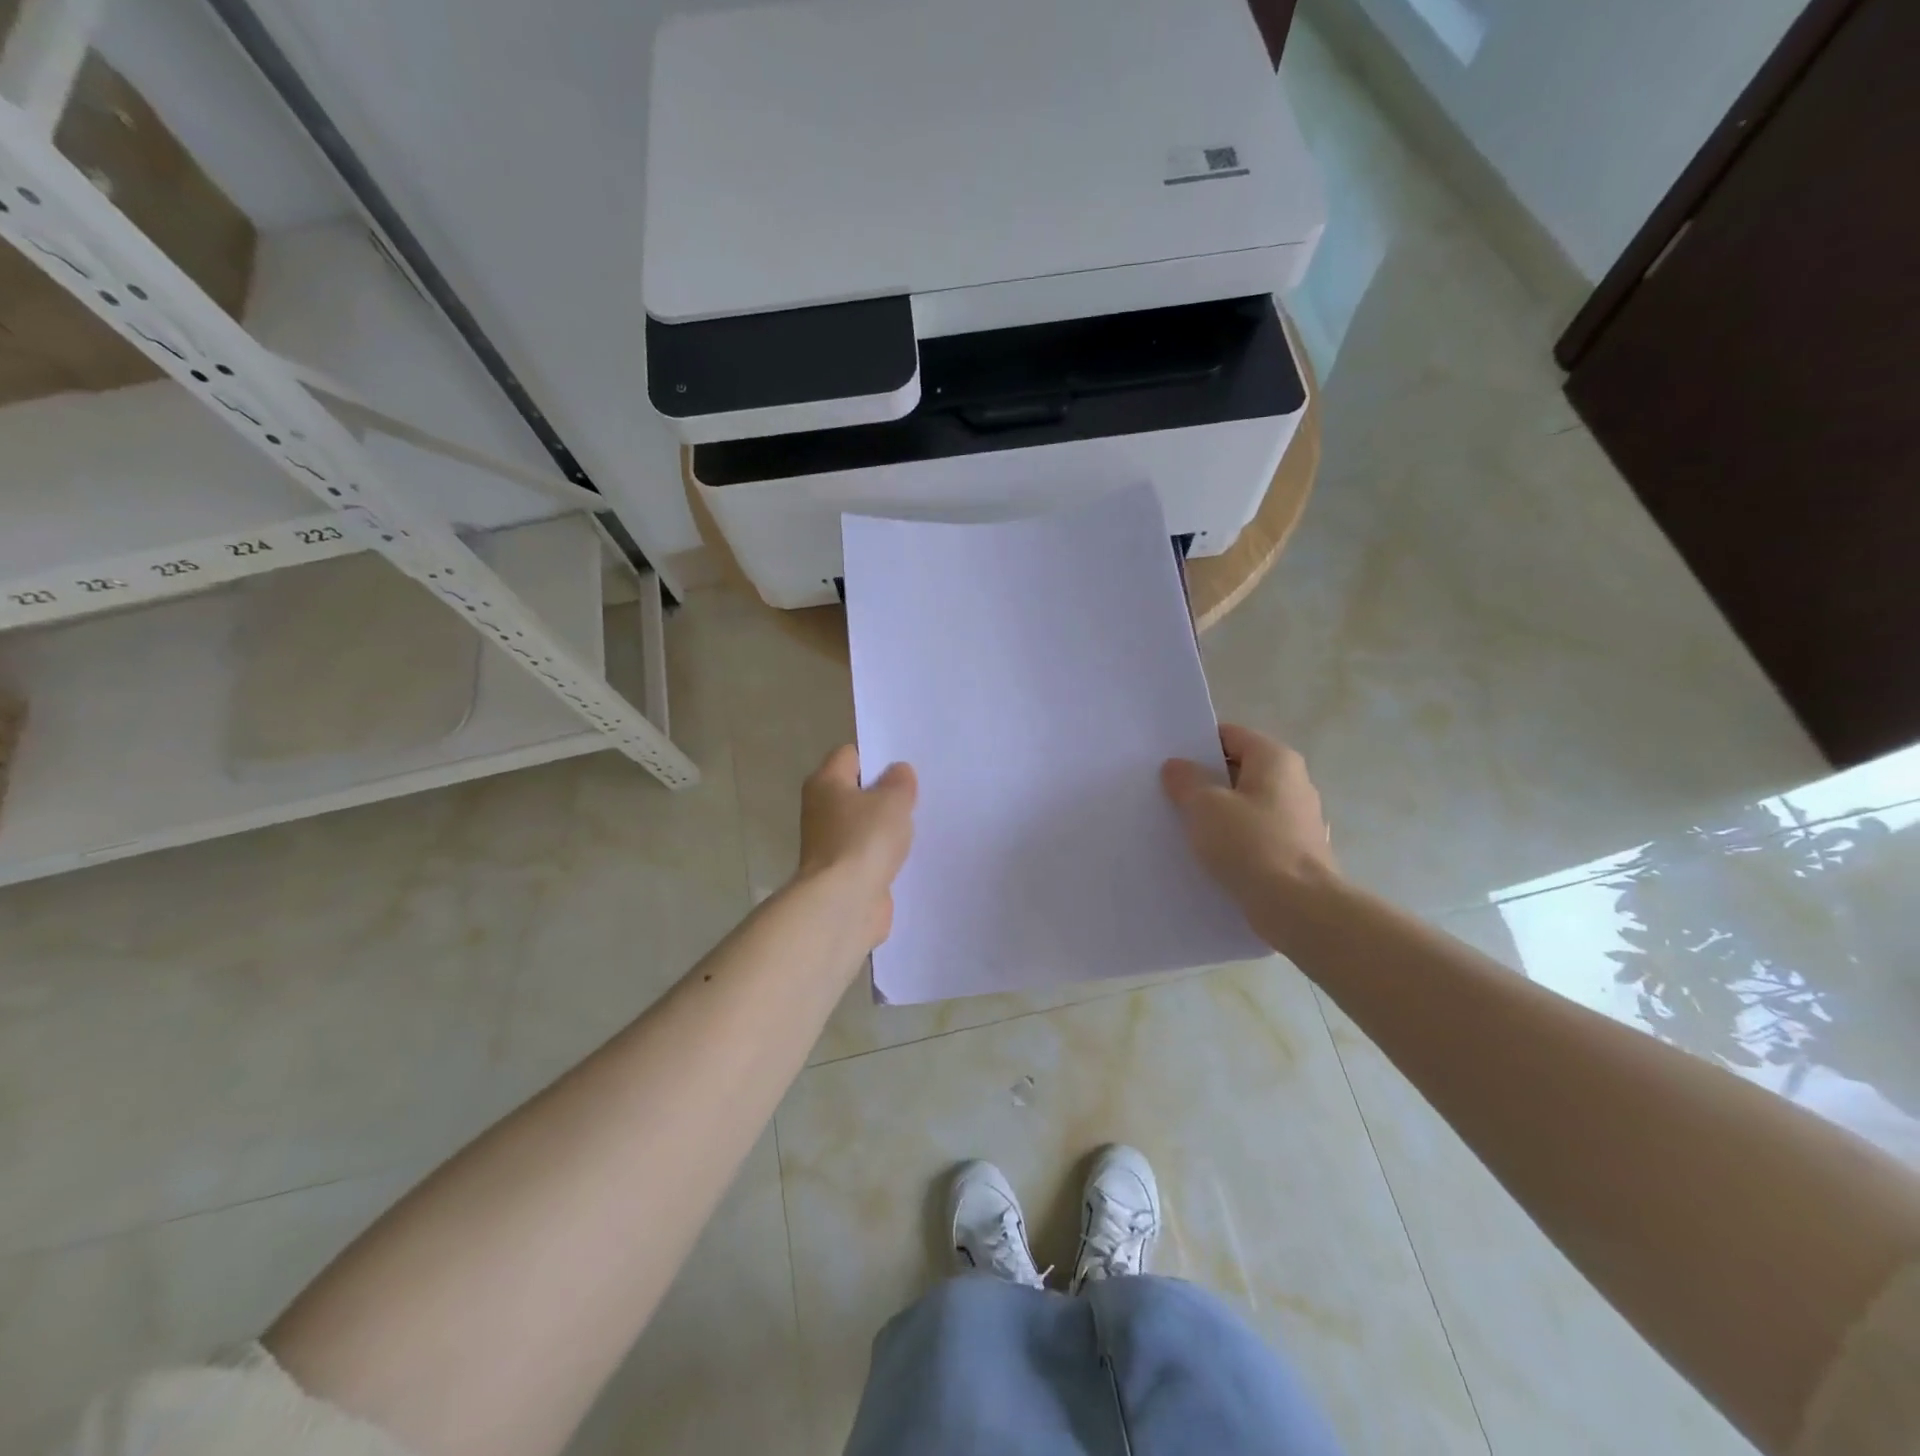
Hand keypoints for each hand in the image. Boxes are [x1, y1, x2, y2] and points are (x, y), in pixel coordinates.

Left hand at [796, 745, 917, 950]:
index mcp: (826, 782)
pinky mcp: (842, 873)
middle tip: (916, 796)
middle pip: (857, 791)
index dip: (878, 757)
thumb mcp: (893, 800)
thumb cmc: (864, 840)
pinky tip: (907, 857)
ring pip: (864, 825)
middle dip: (885, 794)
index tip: (905, 770)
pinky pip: (868, 854)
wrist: (844, 903)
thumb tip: (897, 772)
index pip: (850, 755)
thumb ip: (900, 781)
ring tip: (917, 826)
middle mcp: (821, 810)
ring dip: (886, 828)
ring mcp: (830, 844)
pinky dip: (884, 856)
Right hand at [1161, 724, 1337, 913]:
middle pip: (1240, 770)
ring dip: (1219, 813)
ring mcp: (1299, 819)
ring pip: (1247, 805)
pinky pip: (1257, 835)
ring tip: (1185, 827)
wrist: (1298, 908)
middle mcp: (1294, 782)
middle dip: (1206, 781)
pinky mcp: (1297, 852)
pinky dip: (1235, 840)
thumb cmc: (1250, 844)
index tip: (1169, 763)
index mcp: (1276, 759)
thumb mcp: (1204, 806)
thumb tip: (1177, 766)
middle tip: (1169, 794)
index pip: (1230, 736)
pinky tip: (1212, 855)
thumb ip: (1186, 780)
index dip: (1197, 745)